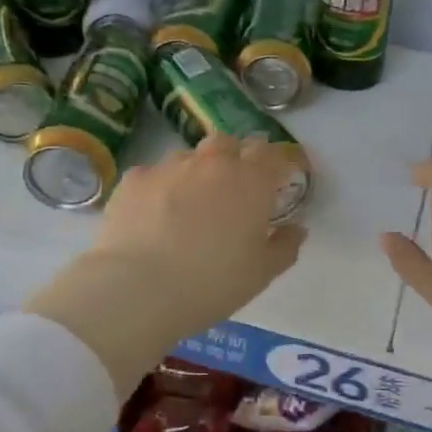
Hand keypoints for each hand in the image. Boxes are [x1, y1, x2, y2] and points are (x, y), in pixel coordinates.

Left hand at [27, 135, 306, 395]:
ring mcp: (170, 166)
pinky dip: (162, 188)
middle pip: (229, 143)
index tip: (279, 181)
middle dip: (236, 158)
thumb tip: (296, 228)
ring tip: (191, 204)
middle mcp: (212, 163)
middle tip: (234, 189)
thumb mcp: (260, 274)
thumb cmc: (211, 284)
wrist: (138, 289)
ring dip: (197, 171)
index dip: (279, 164)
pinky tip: (154, 215)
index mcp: (251, 181)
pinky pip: (155, 174)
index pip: (273, 154)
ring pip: (190, 156)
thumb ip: (284, 246)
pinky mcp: (135, 178)